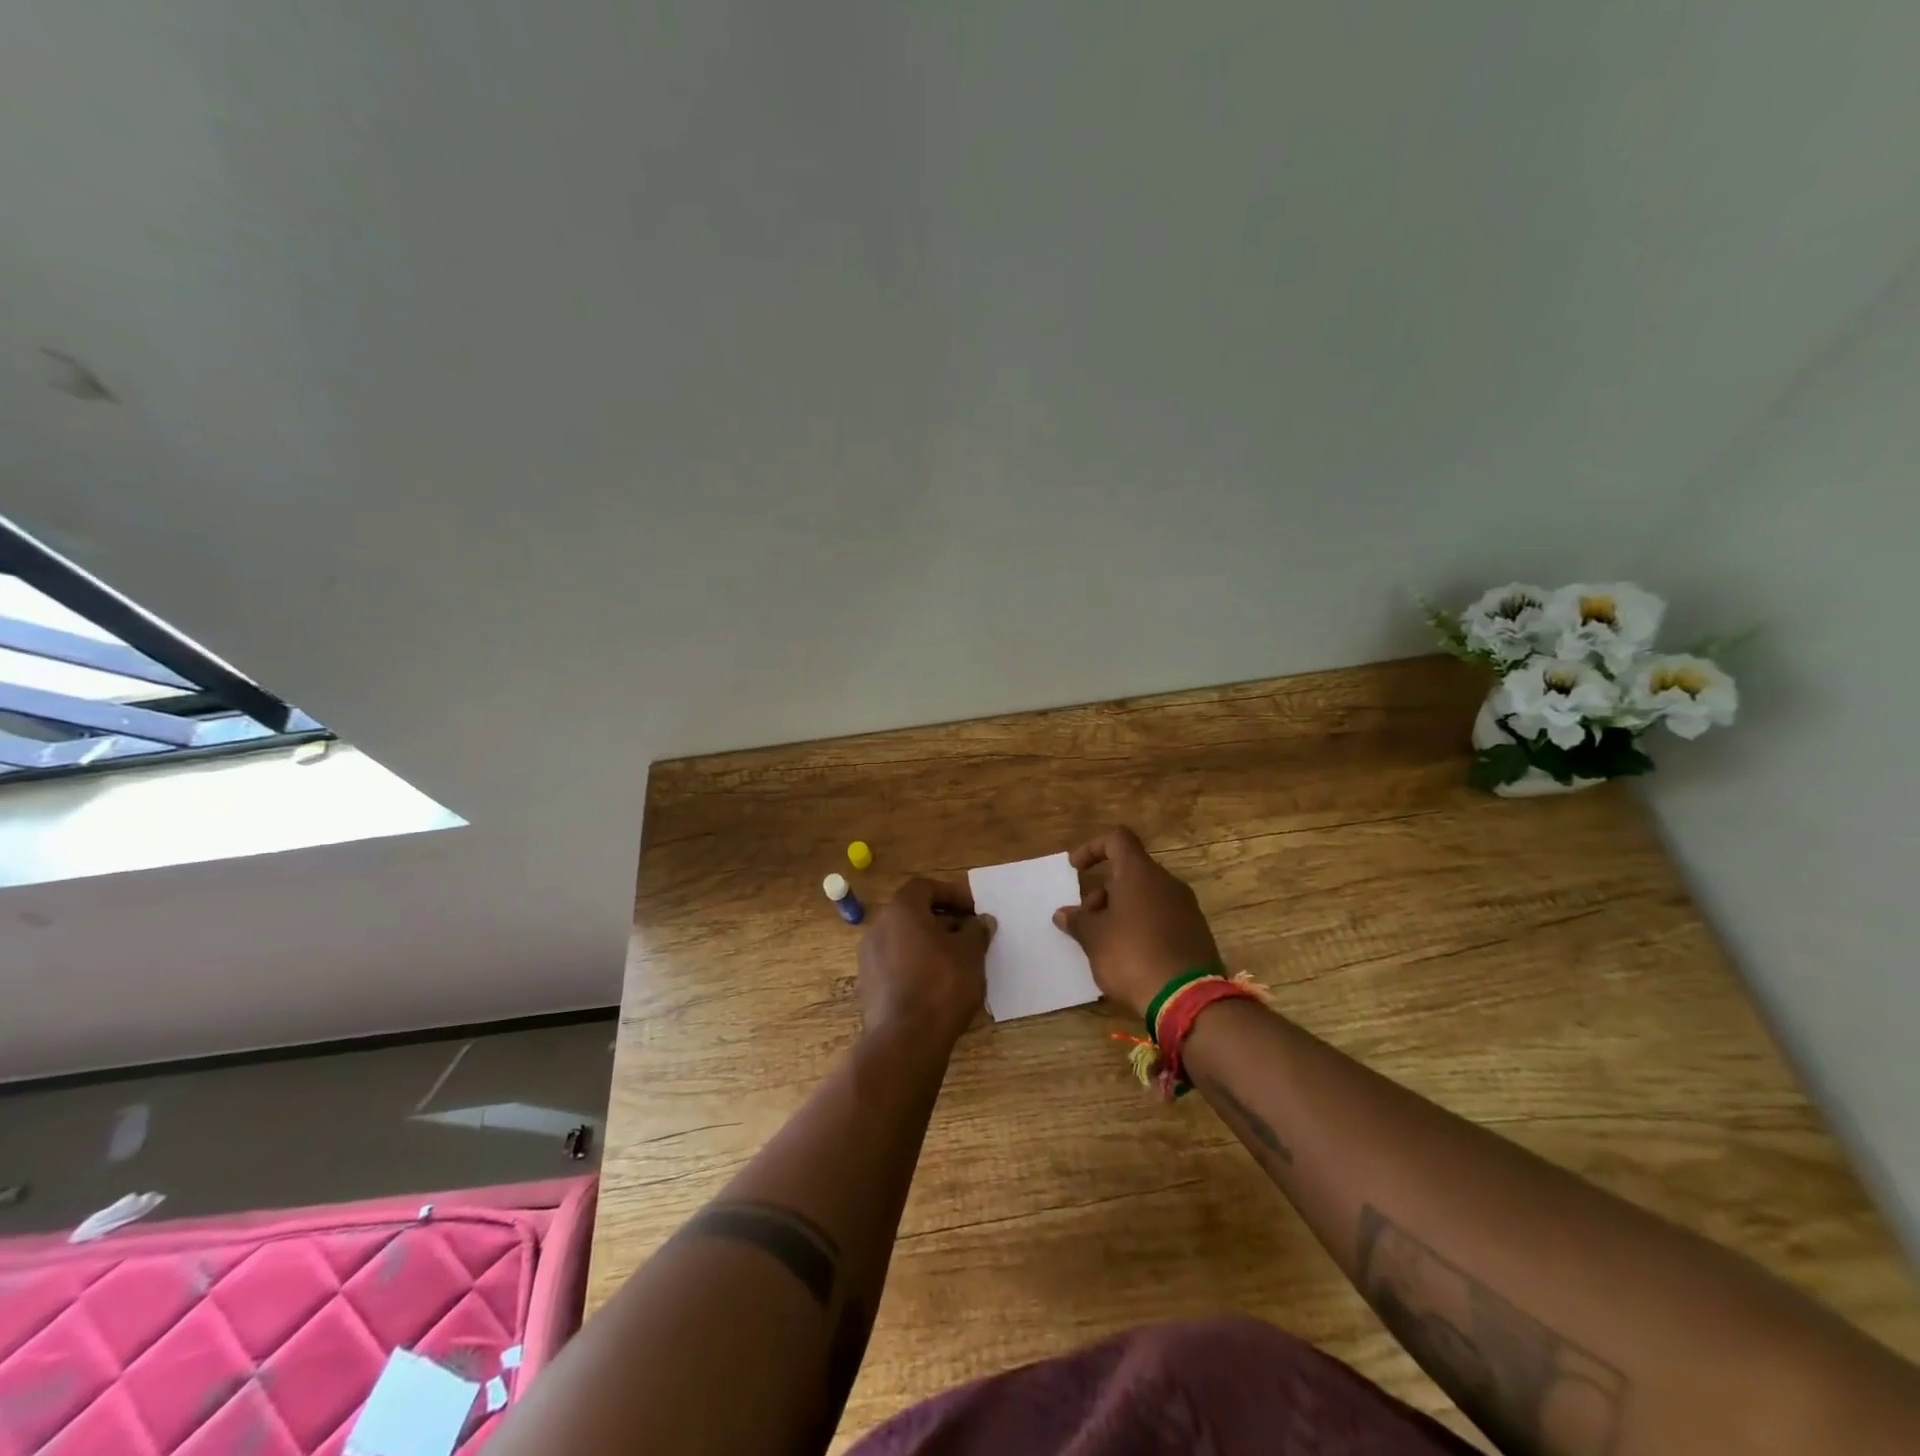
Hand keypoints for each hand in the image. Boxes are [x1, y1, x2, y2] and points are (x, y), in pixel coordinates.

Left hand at [857, 877, 992, 1046]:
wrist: (904, 1040)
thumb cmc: (941, 984)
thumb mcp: (970, 953)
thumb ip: (976, 931)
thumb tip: (981, 921)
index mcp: (901, 910)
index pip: (925, 887)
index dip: (952, 894)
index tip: (974, 910)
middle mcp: (878, 927)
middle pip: (913, 914)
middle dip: (943, 921)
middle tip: (969, 935)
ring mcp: (869, 958)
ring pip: (904, 940)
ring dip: (930, 945)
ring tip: (958, 962)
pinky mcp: (868, 987)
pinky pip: (896, 965)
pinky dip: (916, 966)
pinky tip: (938, 985)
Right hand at [1053, 826, 1220, 1019]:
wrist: (1187, 999)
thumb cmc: (1132, 956)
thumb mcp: (1094, 939)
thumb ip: (1077, 921)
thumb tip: (1063, 913)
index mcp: (1140, 873)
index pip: (1117, 839)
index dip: (1093, 848)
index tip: (1075, 869)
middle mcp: (1167, 883)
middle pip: (1130, 871)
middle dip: (1103, 890)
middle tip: (1086, 919)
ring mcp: (1185, 907)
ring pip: (1146, 895)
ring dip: (1120, 910)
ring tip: (1103, 942)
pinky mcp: (1195, 932)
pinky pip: (1161, 917)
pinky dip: (1141, 925)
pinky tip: (1129, 955)